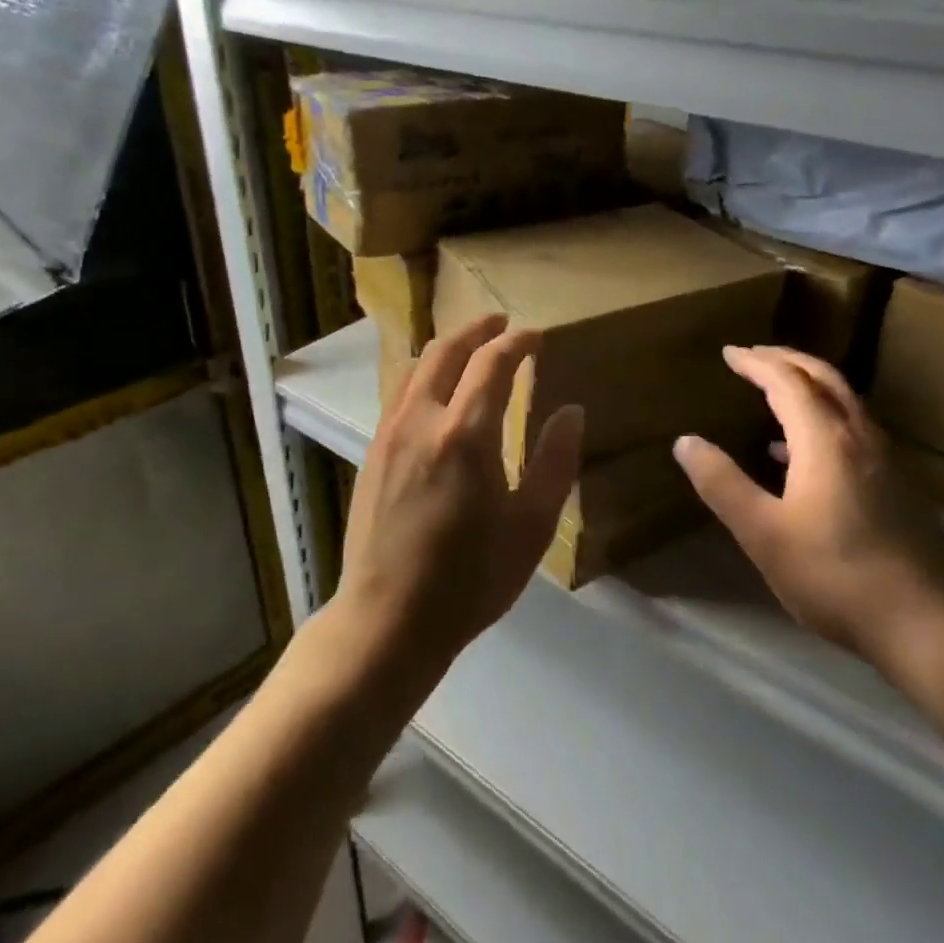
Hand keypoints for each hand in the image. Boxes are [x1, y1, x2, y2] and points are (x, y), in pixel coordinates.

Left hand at [336, 314, 584, 674]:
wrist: (388, 619)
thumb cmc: (470, 579)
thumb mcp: (530, 526)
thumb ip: (554, 462)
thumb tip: (571, 411)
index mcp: (465, 434)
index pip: (492, 362)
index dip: (517, 342)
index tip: (537, 336)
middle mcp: (421, 420)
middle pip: (446, 351)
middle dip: (477, 330)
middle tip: (502, 323)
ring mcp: (389, 433)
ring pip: (416, 367)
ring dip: (447, 348)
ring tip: (472, 349)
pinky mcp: (372, 452)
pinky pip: (400, 393)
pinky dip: (424, 374)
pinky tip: (438, 392)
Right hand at [672, 345, 943, 678]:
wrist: (928, 624)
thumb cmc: (835, 575)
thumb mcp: (763, 532)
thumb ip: (722, 484)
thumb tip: (685, 441)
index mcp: (826, 440)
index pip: (788, 381)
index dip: (756, 362)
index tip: (729, 353)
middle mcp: (860, 438)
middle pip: (824, 379)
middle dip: (787, 360)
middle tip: (754, 355)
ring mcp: (884, 462)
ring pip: (844, 403)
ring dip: (808, 386)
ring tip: (773, 391)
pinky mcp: (894, 487)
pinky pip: (852, 430)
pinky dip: (821, 419)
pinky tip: (798, 452)